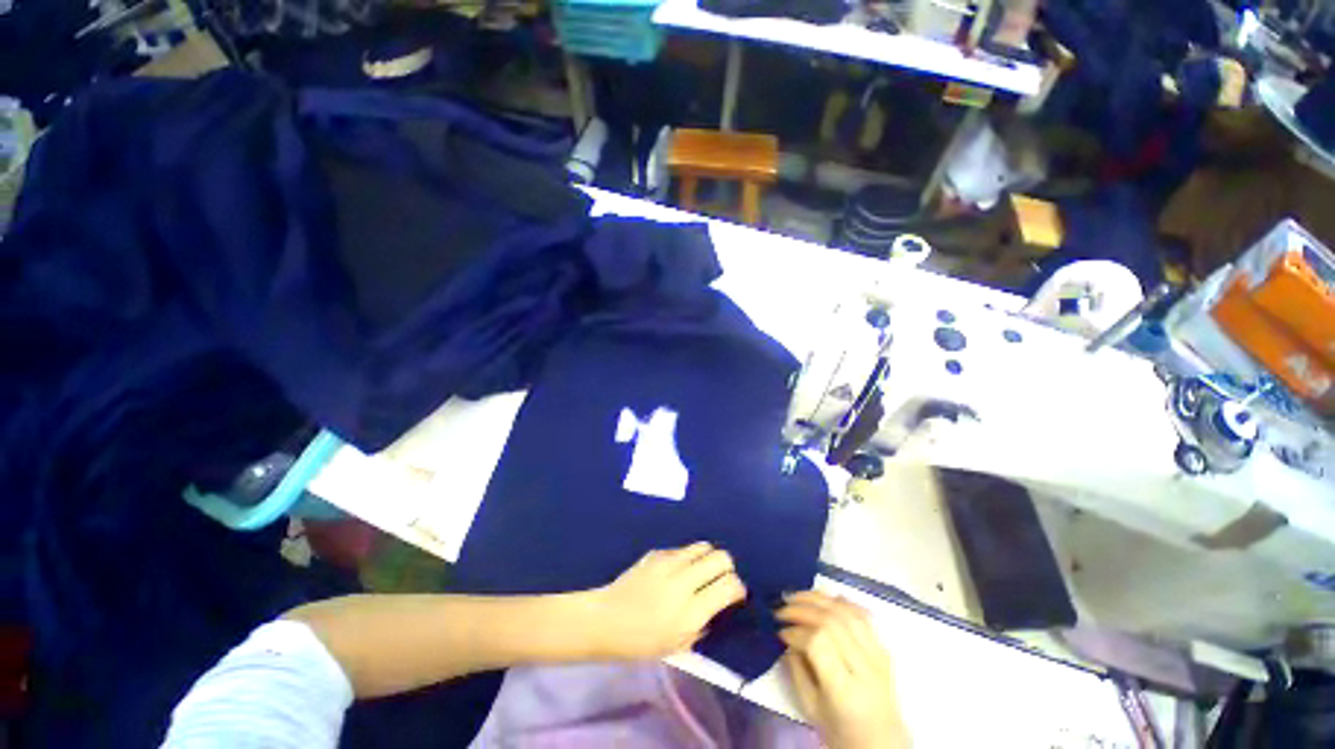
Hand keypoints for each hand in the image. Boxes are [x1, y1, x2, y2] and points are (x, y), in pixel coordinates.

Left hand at [592, 542, 746, 659]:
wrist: (606, 619)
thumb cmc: (641, 642)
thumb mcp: (678, 646)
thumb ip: (703, 625)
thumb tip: (719, 606)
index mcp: (690, 612)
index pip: (729, 586)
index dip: (739, 589)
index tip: (736, 595)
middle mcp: (683, 582)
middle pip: (721, 558)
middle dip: (728, 567)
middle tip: (721, 580)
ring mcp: (669, 563)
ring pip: (704, 546)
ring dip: (709, 558)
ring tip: (702, 571)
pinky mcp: (657, 553)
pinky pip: (683, 549)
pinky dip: (688, 558)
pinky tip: (678, 571)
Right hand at [778, 591, 906, 748]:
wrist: (883, 746)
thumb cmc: (842, 733)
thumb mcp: (812, 709)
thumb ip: (797, 671)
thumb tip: (787, 639)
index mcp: (846, 690)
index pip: (819, 642)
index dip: (796, 631)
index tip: (780, 632)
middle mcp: (866, 668)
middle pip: (832, 621)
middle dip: (801, 608)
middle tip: (781, 609)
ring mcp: (879, 656)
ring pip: (847, 612)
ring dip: (817, 598)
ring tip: (796, 597)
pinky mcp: (884, 649)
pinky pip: (862, 615)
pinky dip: (840, 601)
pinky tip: (823, 599)